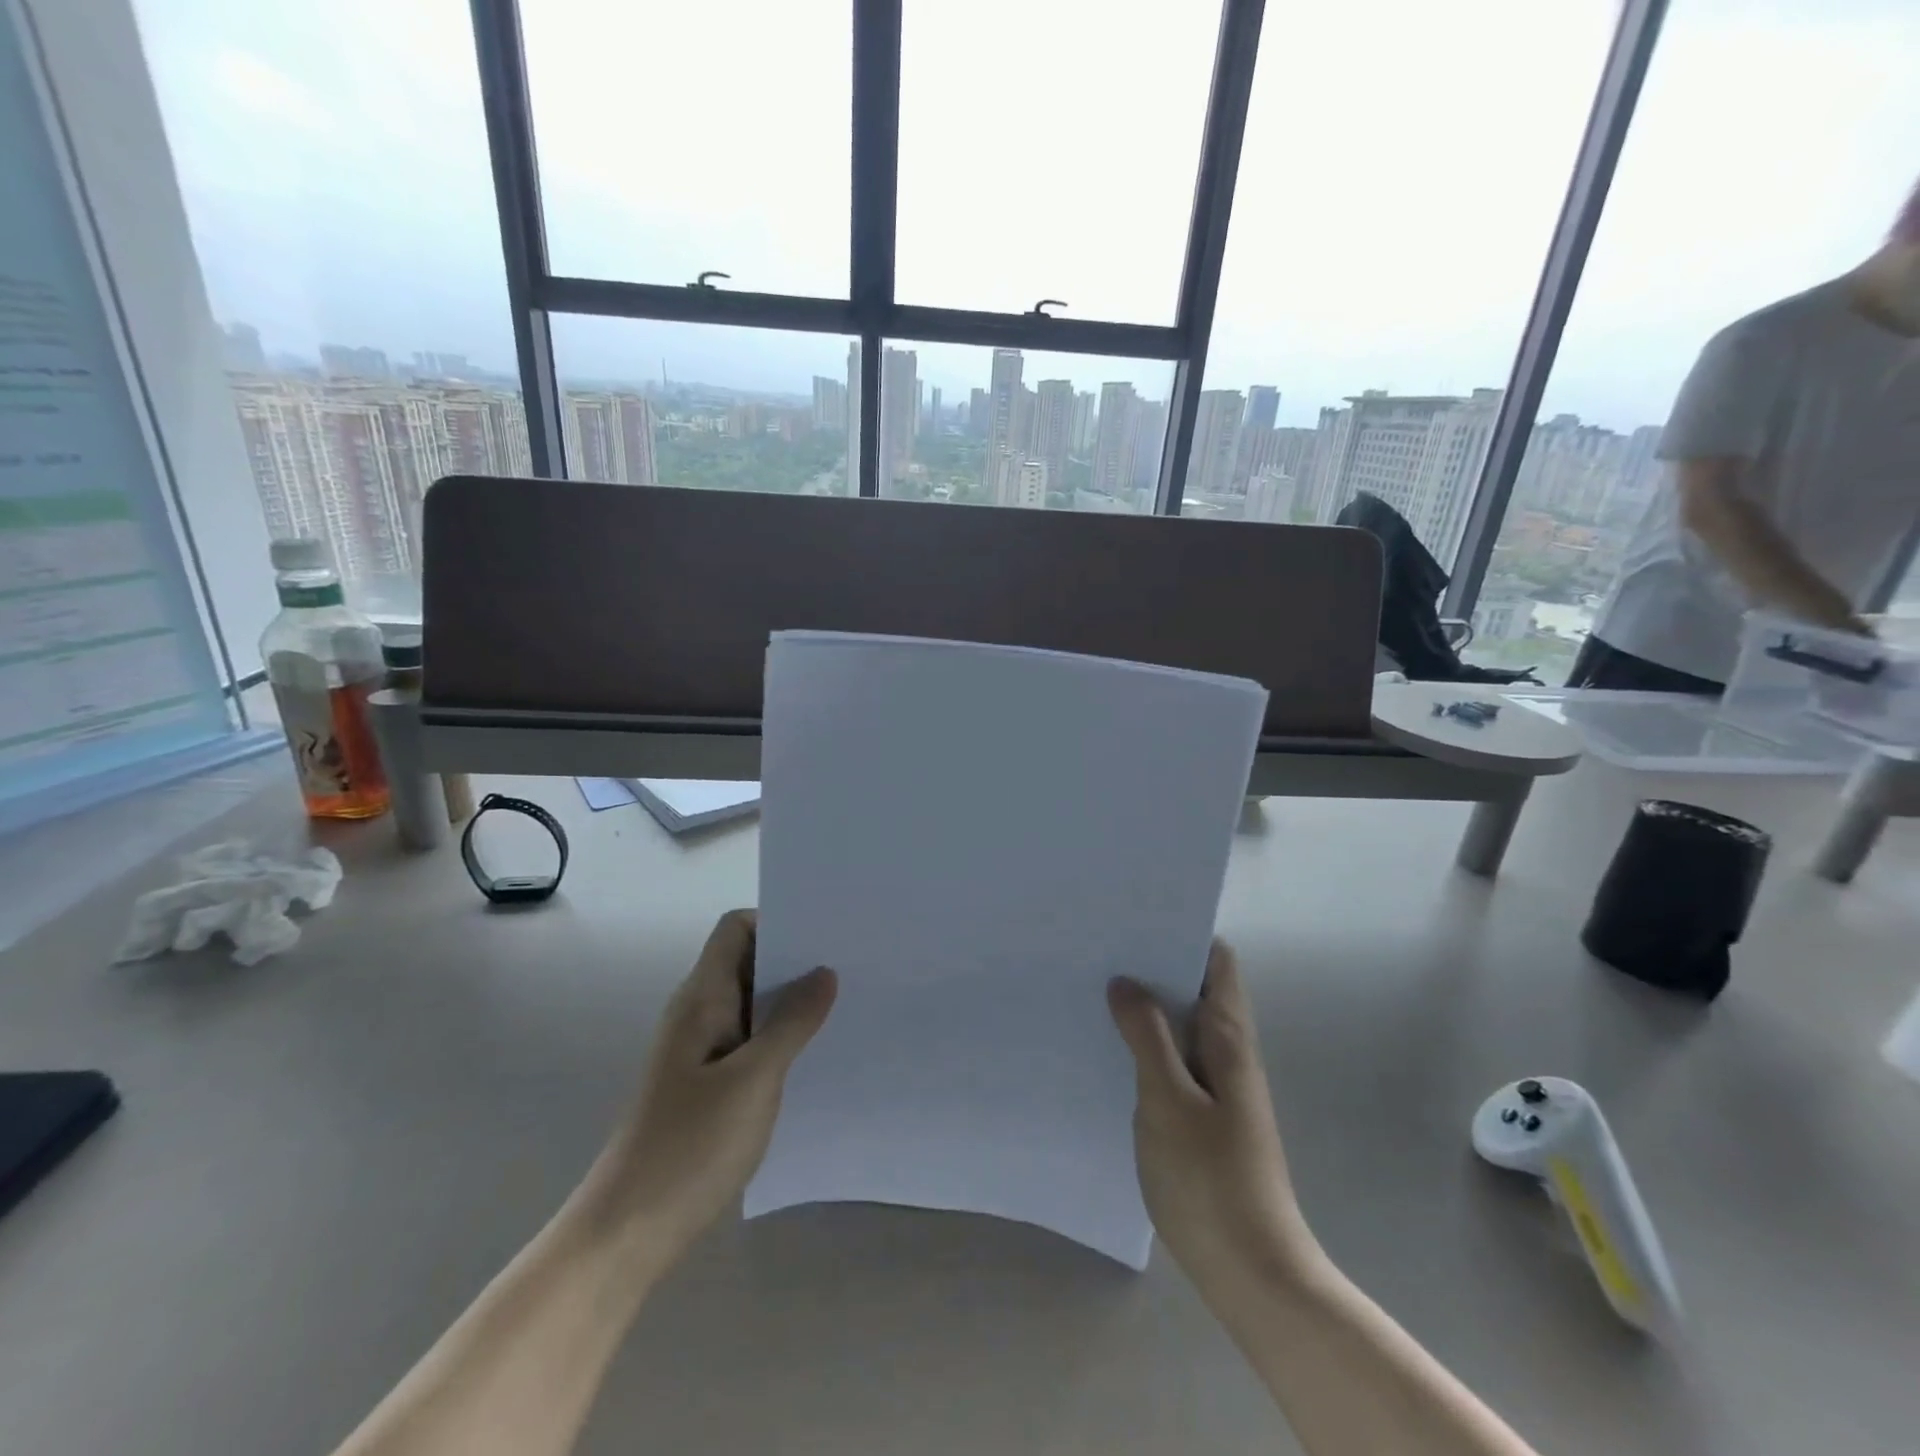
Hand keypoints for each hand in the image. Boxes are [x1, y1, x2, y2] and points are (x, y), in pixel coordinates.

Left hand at [587, 911, 835, 1261]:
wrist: (627, 1232)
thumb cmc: (690, 1145)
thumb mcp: (754, 1079)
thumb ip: (792, 1022)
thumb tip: (824, 972)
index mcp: (702, 998)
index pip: (736, 928)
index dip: (777, 921)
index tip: (824, 936)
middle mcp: (699, 1014)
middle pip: (747, 962)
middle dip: (794, 960)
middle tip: (849, 967)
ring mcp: (700, 1051)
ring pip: (752, 1005)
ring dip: (791, 1002)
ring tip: (843, 1007)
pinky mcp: (707, 1085)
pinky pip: (750, 1042)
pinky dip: (780, 1038)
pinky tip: (814, 1056)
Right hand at [1108, 943, 1313, 1293]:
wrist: (1252, 1272)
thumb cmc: (1211, 1180)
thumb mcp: (1168, 1101)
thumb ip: (1147, 1037)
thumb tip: (1125, 981)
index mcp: (1228, 1038)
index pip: (1216, 962)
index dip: (1182, 933)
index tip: (1135, 919)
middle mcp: (1228, 1053)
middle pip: (1194, 988)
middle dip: (1153, 965)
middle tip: (1100, 947)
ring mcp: (1217, 1085)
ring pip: (1180, 1025)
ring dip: (1146, 1006)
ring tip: (1094, 987)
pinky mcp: (1202, 1115)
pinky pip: (1172, 1060)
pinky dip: (1145, 1044)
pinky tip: (1107, 1047)